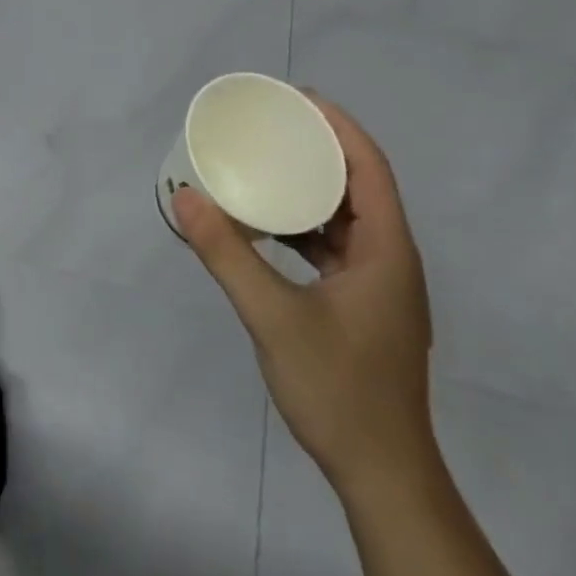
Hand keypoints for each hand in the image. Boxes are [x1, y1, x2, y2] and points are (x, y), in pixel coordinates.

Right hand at [174, 94, 434, 489]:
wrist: (383, 476)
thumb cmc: (338, 389)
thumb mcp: (273, 316)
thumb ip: (227, 254)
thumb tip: (184, 196)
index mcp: (386, 250)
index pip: (370, 168)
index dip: (339, 127)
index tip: (298, 99)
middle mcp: (391, 259)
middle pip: (360, 186)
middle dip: (320, 149)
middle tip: (272, 125)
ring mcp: (379, 286)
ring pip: (347, 218)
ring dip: (311, 188)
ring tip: (266, 164)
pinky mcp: (364, 306)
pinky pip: (336, 247)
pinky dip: (305, 226)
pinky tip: (269, 227)